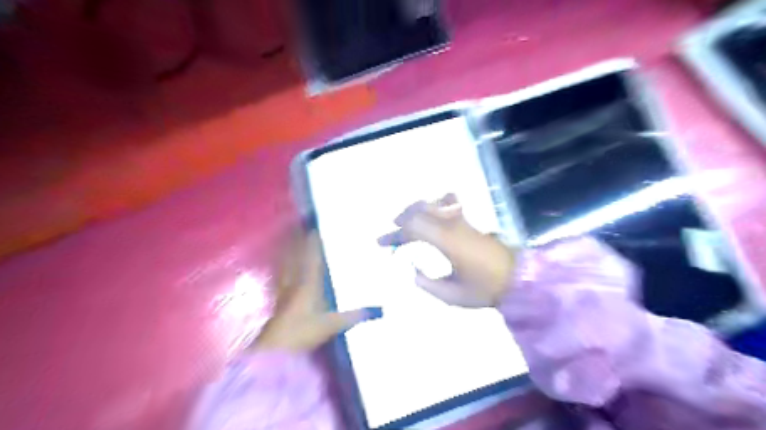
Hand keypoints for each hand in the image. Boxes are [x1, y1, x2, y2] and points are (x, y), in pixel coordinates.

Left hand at [253, 229, 381, 350]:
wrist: (273, 351)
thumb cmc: (302, 333)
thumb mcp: (332, 325)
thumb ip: (355, 316)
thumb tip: (380, 310)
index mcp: (309, 283)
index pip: (312, 256)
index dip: (313, 241)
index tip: (315, 227)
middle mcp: (294, 282)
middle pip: (296, 256)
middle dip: (298, 240)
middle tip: (300, 226)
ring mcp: (283, 290)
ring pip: (286, 264)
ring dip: (288, 250)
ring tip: (290, 238)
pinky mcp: (276, 300)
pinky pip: (280, 276)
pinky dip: (281, 267)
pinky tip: (282, 266)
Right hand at [378, 195, 516, 309]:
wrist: (518, 279)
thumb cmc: (485, 289)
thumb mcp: (453, 296)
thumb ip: (427, 284)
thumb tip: (413, 271)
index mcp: (447, 242)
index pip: (413, 228)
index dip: (395, 234)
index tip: (382, 243)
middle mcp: (452, 225)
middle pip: (419, 211)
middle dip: (400, 220)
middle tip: (391, 235)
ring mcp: (462, 220)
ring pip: (433, 203)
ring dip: (415, 210)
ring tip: (406, 221)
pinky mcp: (470, 221)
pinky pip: (449, 203)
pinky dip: (435, 204)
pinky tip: (432, 211)